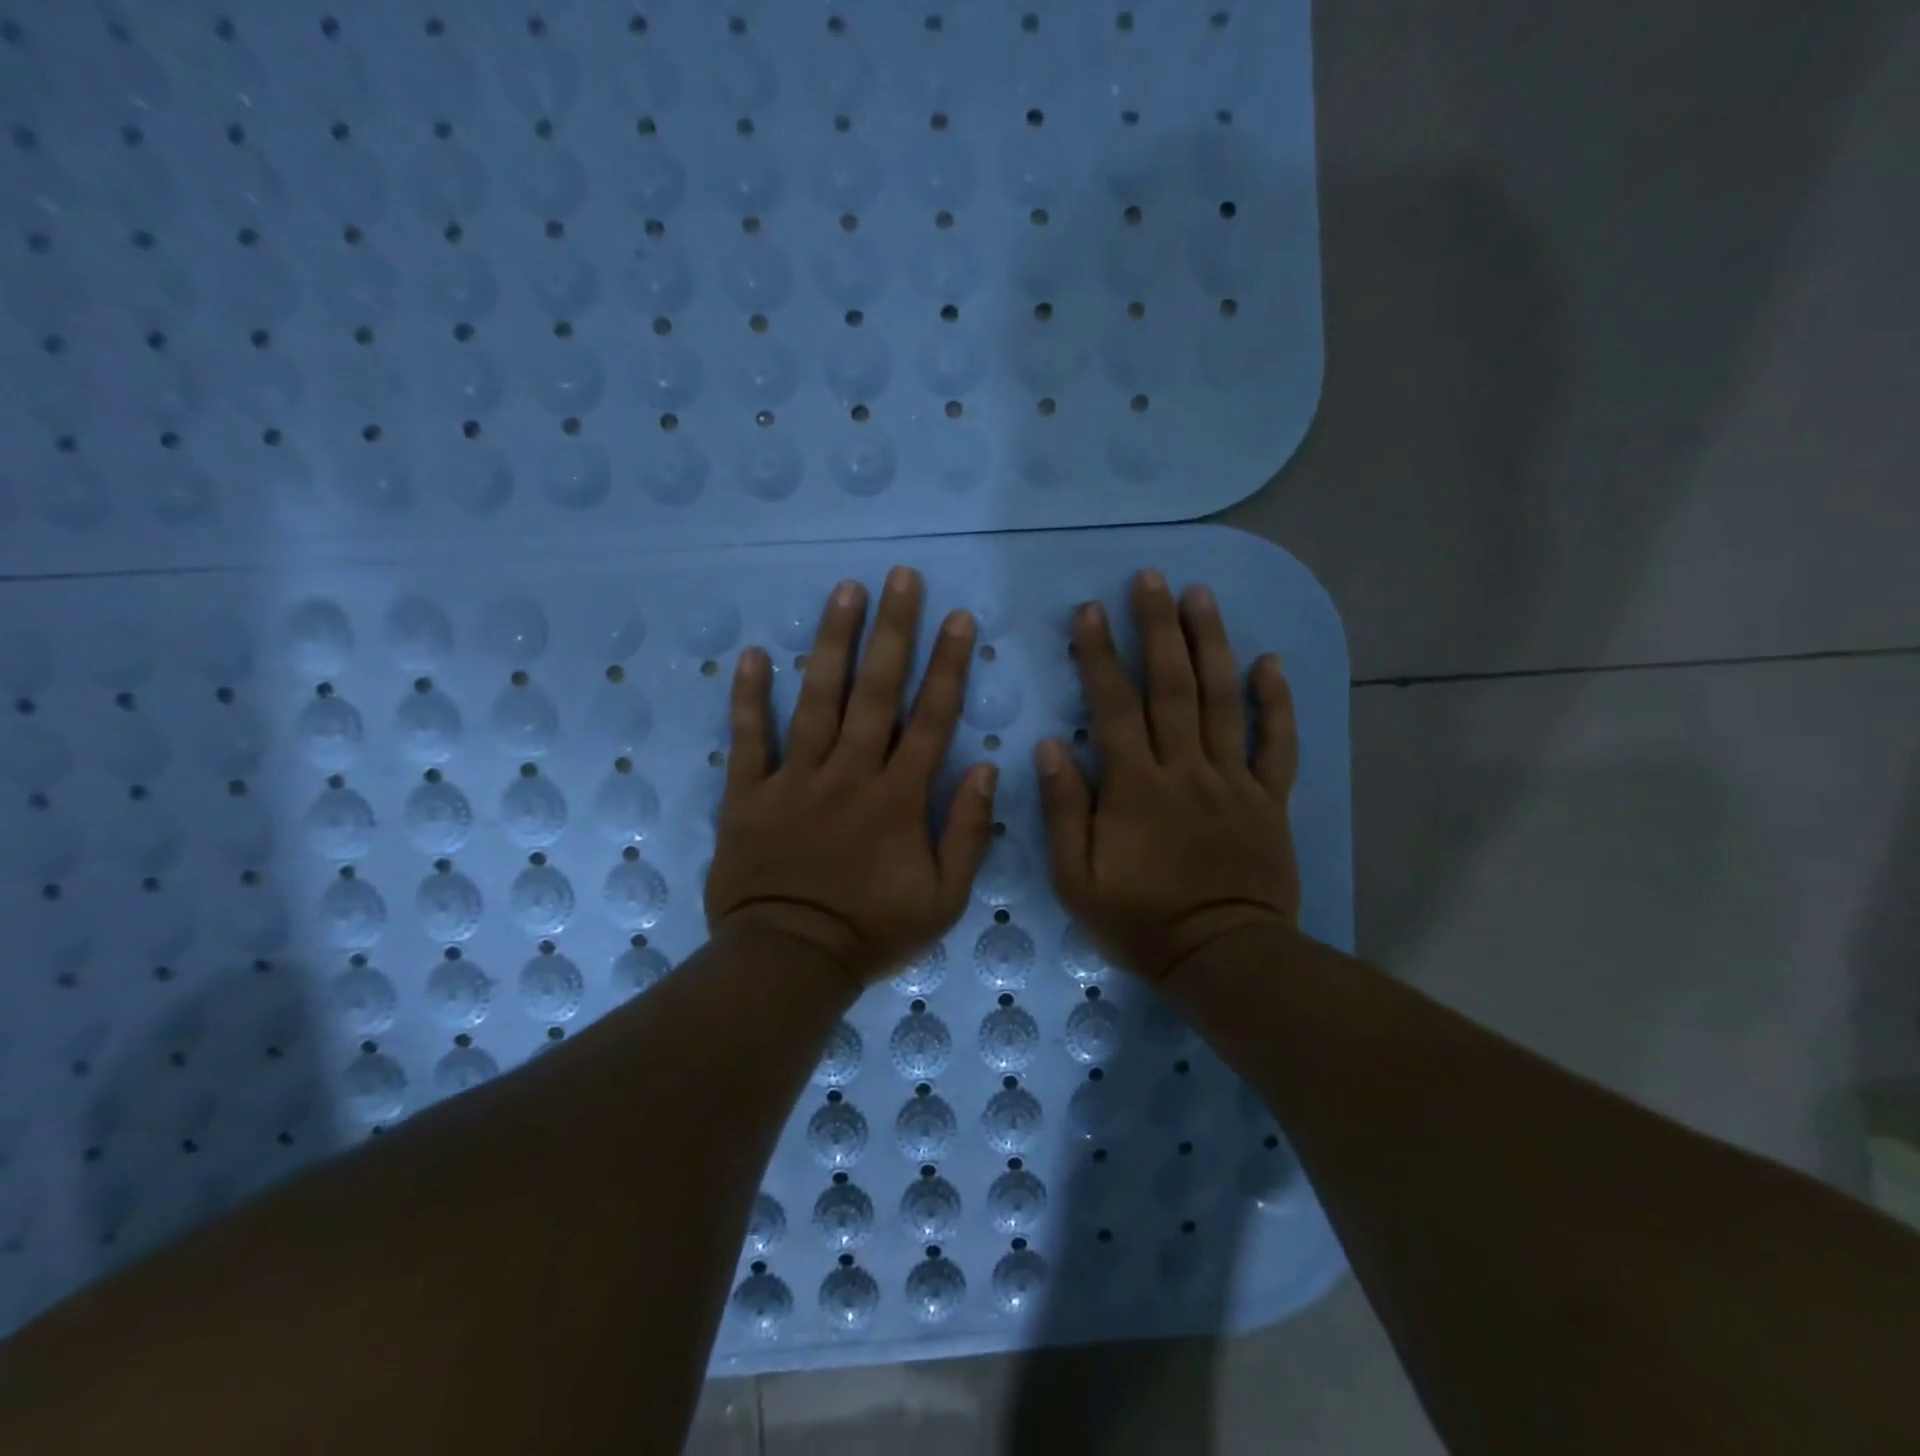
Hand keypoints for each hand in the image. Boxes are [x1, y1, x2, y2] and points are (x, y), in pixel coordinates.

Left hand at [705, 567, 998, 987]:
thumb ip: (969, 833)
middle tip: (901, 577)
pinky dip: (750, 697)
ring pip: (817, 699)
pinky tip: (754, 655)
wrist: (789, 961)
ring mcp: (796, 779)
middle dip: (893, 630)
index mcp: (899, 798)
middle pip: (876, 691)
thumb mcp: (944, 899)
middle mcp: (850, 773)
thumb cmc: (872, 933)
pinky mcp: (749, 793)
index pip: (931, 718)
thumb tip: (987, 769)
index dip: (947, 665)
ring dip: (833, 643)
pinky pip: (749, 738)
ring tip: (844, 591)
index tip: (957, 618)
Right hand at [1035, 569, 1301, 985]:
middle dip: (1159, 627)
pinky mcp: (1269, 798)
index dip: (1100, 655)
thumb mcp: (1077, 879)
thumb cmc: (1140, 921)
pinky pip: (1278, 742)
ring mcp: (1234, 779)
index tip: (1090, 610)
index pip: (1115, 706)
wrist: (1223, 957)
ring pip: (1224, 699)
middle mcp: (1187, 769)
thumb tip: (1050, 746)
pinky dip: (1277, 701)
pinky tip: (1271, 661)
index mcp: (1136, 787)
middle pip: (1173, 686)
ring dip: (1212, 643)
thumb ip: (1064, 810)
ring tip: (1202, 595)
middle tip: (1151, 578)